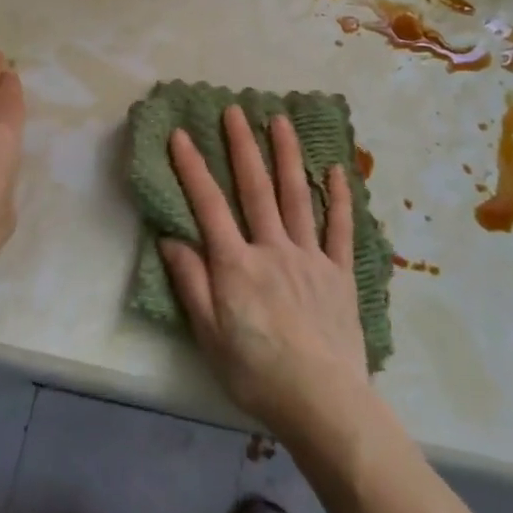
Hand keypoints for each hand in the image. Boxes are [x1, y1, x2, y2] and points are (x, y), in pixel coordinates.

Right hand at [158, 107, 369, 436]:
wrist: (323, 402)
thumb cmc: (257, 373)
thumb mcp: (209, 335)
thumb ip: (191, 283)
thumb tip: (171, 239)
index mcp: (236, 265)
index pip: (209, 206)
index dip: (193, 168)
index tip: (181, 134)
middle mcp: (273, 249)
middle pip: (255, 189)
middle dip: (242, 146)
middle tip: (235, 110)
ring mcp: (310, 257)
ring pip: (296, 196)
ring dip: (287, 156)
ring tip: (280, 121)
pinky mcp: (340, 273)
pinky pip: (341, 228)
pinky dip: (339, 197)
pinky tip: (336, 170)